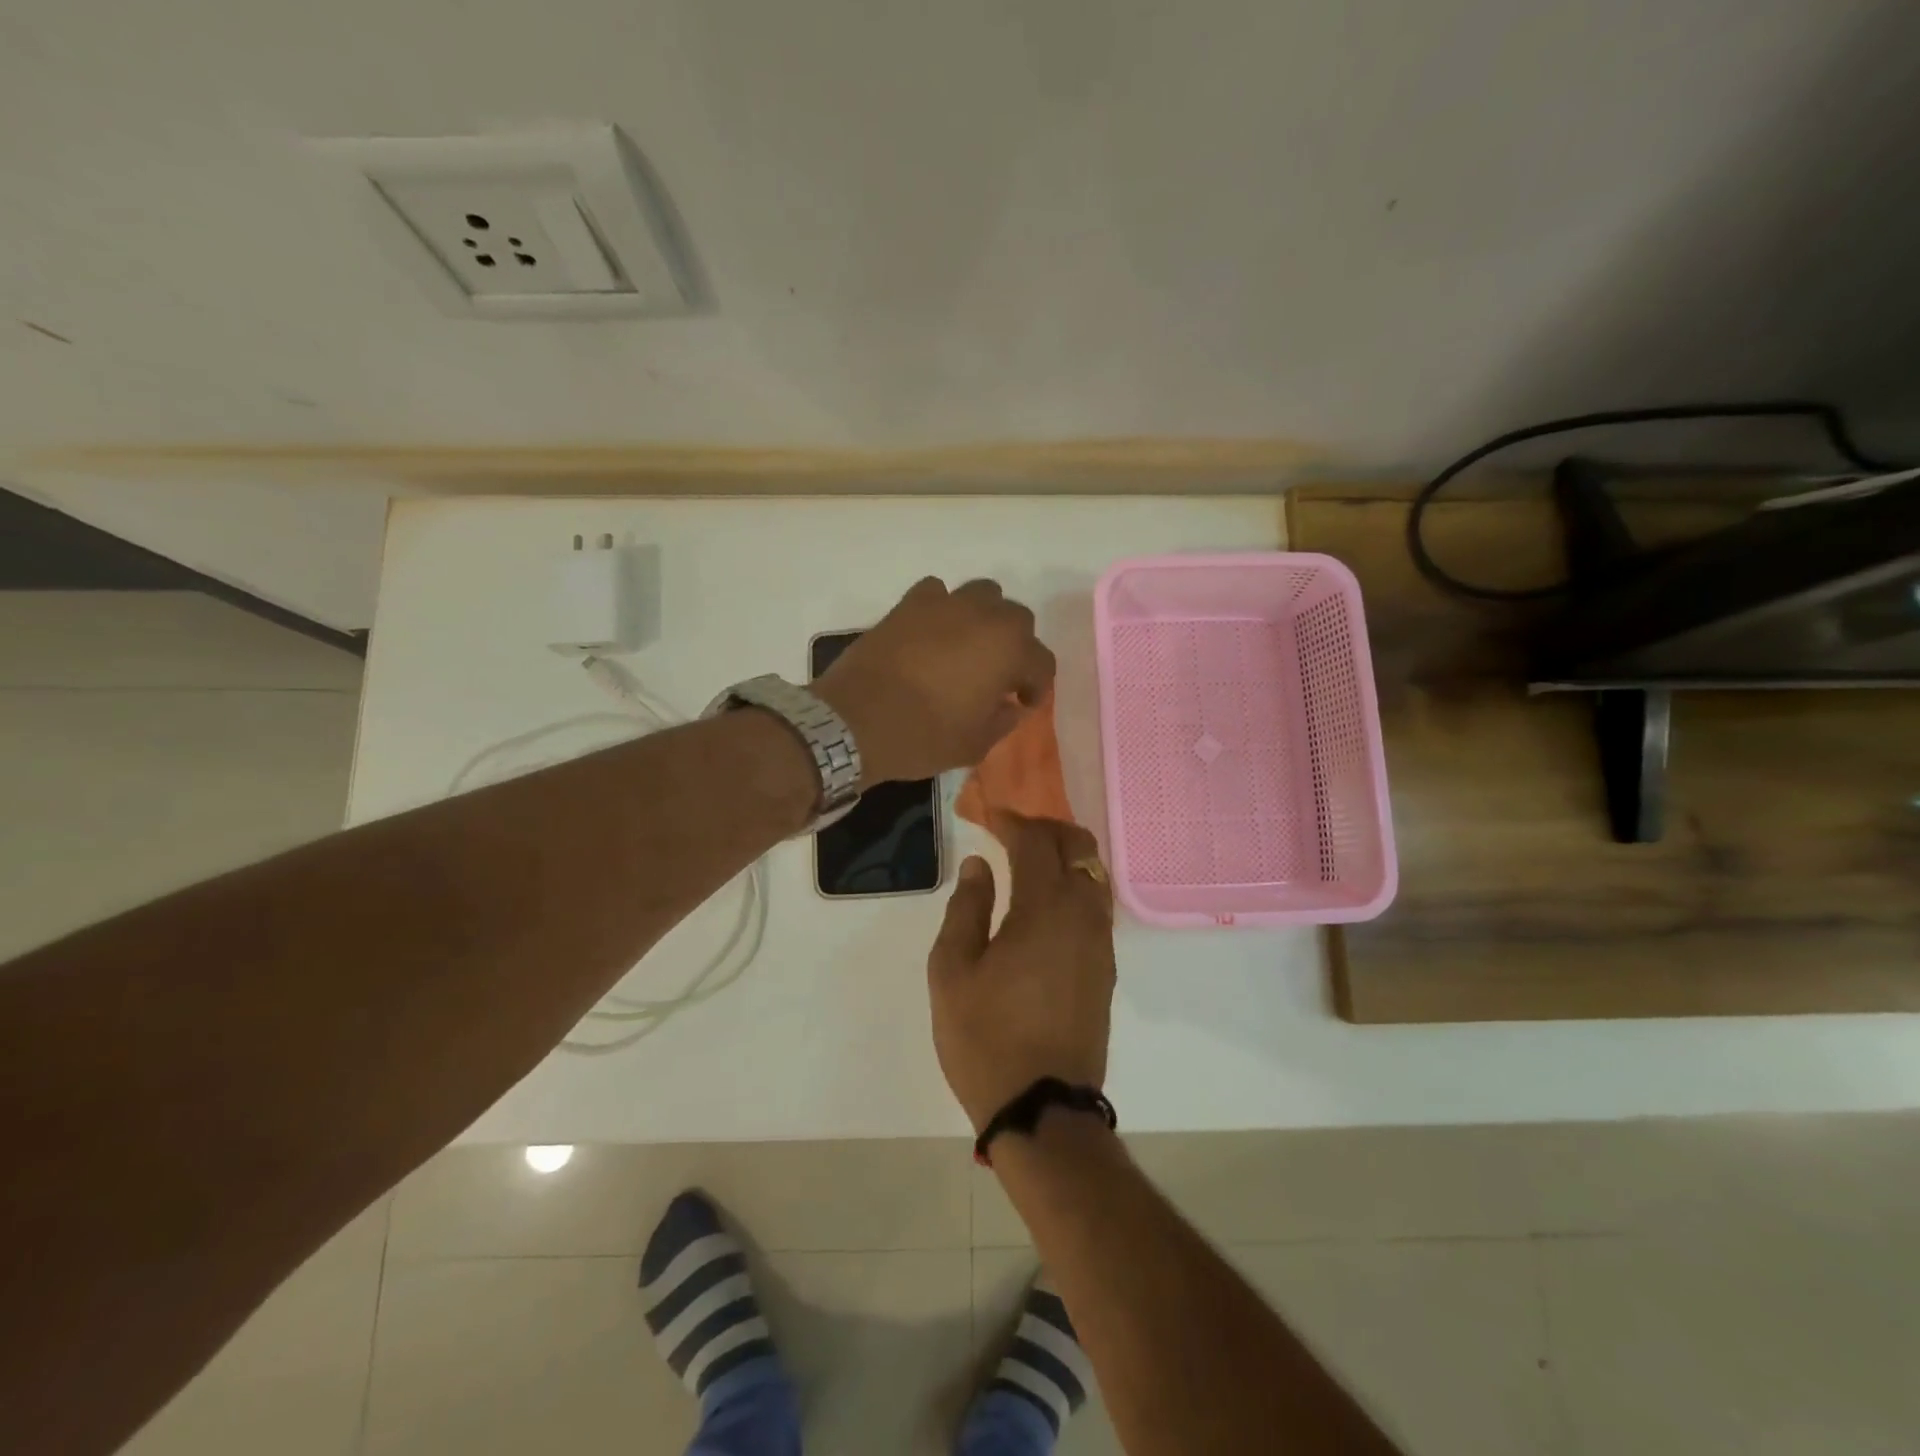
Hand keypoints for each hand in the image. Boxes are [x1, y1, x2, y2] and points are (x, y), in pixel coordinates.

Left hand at [813, 577, 1054, 784]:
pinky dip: (943, 608)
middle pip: (1017, 619)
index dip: (1037, 686)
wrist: (854, 721)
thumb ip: (1003, 720)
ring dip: (985, 618)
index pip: (1041, 661)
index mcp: (1008, 650)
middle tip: (999, 675)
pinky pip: (938, 593)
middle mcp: (983, 616)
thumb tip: (1010, 706)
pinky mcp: (908, 604)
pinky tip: (934, 633)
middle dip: (1016, 646)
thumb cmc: (923, 736)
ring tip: (970, 647)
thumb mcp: (975, 744)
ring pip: (983, 594)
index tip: (1023, 704)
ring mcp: (944, 604)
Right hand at [927, 813, 1115, 1132]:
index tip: (989, 816)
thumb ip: (966, 908)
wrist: (1042, 1106)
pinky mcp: (1106, 967)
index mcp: (1044, 908)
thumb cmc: (986, 1037)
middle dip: (1045, 828)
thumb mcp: (953, 970)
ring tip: (1028, 860)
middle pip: (1077, 846)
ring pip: (1093, 873)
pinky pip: (1096, 904)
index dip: (1012, 821)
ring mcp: (1100, 941)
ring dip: (1065, 855)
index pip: (1036, 841)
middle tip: (1011, 831)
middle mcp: (1083, 914)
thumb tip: (978, 865)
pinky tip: (1047, 901)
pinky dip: (1075, 884)